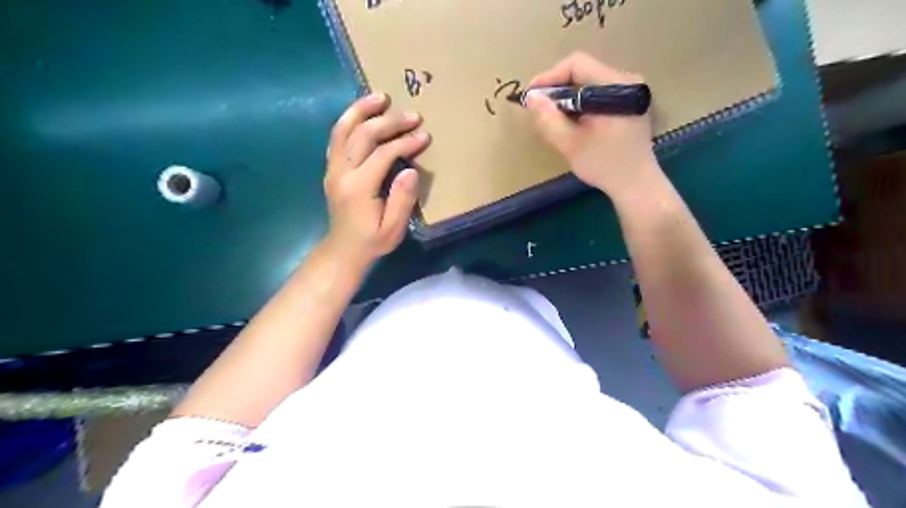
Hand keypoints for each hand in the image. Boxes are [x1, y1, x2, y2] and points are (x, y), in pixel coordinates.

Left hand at [320, 90, 429, 267]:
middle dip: (389, 121)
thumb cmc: (372, 241)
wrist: (343, 250)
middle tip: (412, 115)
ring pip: (343, 129)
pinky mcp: (332, 168)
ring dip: (361, 110)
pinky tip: (362, 112)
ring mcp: (333, 168)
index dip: (405, 142)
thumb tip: (411, 171)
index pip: (383, 154)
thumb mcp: (393, 229)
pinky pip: (337, 137)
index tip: (424, 136)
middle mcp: (342, 172)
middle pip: (363, 135)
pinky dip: (349, 120)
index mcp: (359, 188)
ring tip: (380, 96)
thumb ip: (402, 200)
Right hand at [528, 52, 663, 200]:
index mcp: (616, 87)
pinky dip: (581, 104)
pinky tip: (572, 122)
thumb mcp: (570, 144)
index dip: (550, 77)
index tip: (532, 96)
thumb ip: (549, 119)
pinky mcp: (629, 103)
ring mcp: (631, 91)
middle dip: (557, 89)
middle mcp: (627, 81)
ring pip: (589, 83)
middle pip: (584, 72)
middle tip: (540, 109)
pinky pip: (598, 94)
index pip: (577, 64)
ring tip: (553, 117)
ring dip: (568, 98)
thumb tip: (531, 97)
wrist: (636, 185)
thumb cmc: (604, 165)